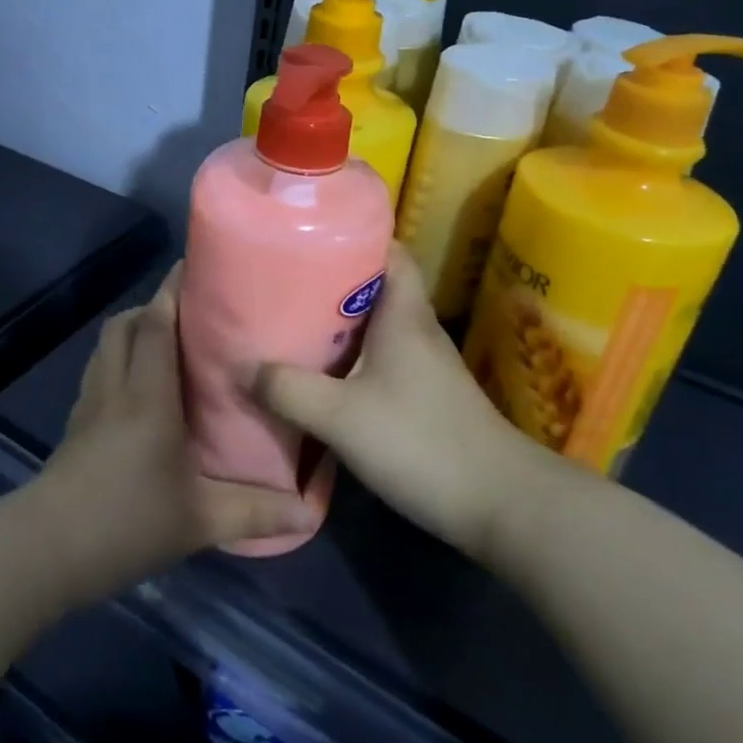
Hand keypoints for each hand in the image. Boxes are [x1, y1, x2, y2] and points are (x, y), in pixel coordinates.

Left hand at [32, 264, 319, 602]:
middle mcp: (115, 387)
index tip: (193, 268)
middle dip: (153, 307)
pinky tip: (138, 389)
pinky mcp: (75, 422)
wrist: (48, 548)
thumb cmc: (127, 522)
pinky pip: (98, 371)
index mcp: (148, 396)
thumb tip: (308, 513)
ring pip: (106, 345)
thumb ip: (254, 512)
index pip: (155, 325)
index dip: (171, 292)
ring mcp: (89, 403)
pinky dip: (117, 360)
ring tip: (167, 343)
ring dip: (132, 331)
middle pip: (125, 325)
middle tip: (190, 313)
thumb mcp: (199, 521)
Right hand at [256, 244, 555, 559]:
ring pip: (377, 324)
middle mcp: (417, 329)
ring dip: (339, 321)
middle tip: (283, 280)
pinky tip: (322, 374)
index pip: (389, 251)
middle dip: (331, 279)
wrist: (501, 506)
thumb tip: (242, 367)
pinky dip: (352, 356)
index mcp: (404, 314)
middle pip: (375, 286)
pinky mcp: (426, 396)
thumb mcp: (340, 416)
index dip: (353, 235)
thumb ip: (287, 389)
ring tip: (291, 322)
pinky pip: (381, 358)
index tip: (309, 236)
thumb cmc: (420, 442)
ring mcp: (426, 365)